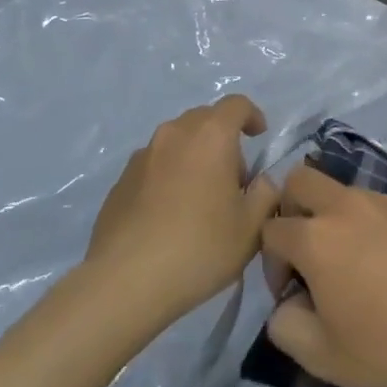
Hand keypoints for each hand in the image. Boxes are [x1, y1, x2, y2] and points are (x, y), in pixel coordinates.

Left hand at [87, 96, 280, 319]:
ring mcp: (142, 156)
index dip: (252, 116)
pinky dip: (168, 177)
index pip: (236, 104)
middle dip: (223, 139)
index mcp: (210, 136)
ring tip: (200, 198)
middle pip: (204, 120)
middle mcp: (174, 134)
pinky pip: (154, 166)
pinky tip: (169, 215)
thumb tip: (261, 181)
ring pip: (176, 142)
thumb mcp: (251, 227)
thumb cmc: (200, 247)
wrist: (126, 281)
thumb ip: (266, 194)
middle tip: (233, 178)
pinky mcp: (120, 181)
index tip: (259, 137)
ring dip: (193, 157)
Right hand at [260, 165, 386, 386]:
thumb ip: (285, 326)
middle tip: (308, 254)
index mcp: (315, 238)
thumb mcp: (322, 356)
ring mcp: (385, 202)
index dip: (270, 262)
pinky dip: (373, 226)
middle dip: (291, 209)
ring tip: (356, 265)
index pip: (271, 230)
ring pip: (343, 191)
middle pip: (300, 180)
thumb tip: (287, 304)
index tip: (291, 293)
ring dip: (335, 218)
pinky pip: (381, 206)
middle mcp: (346, 207)